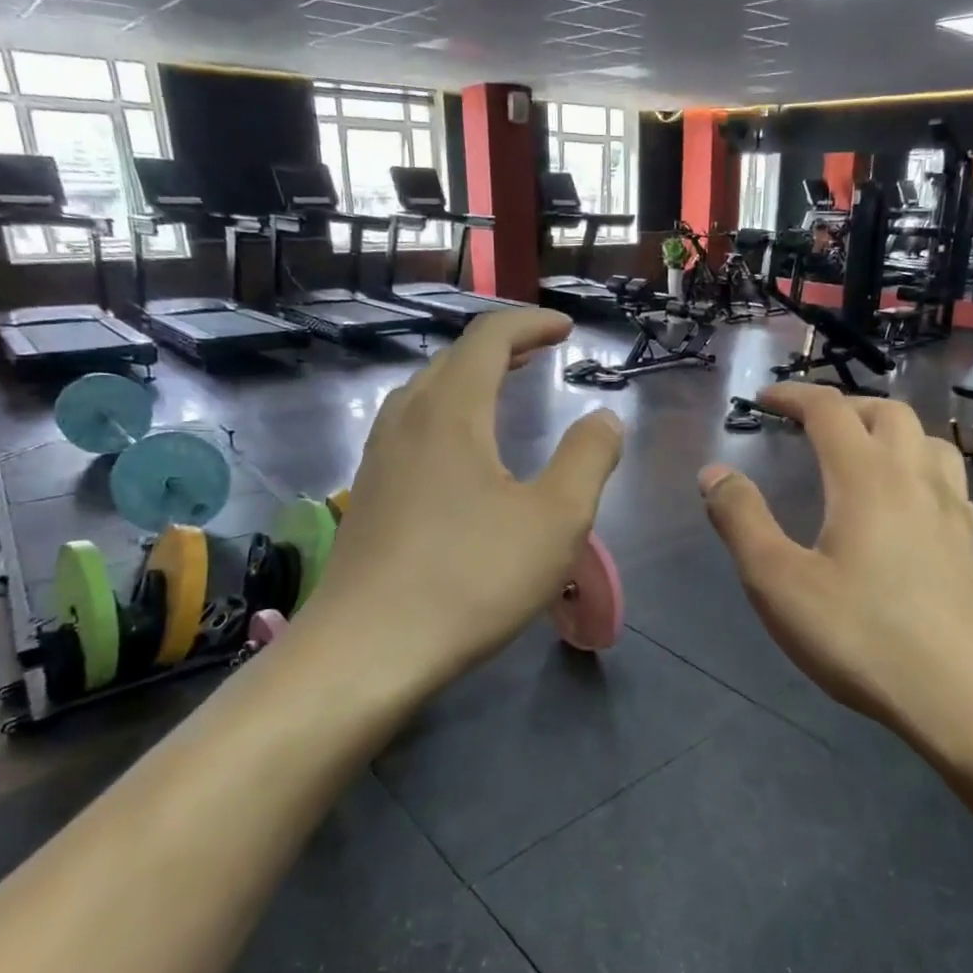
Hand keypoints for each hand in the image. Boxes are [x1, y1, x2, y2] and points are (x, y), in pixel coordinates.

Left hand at [308, 310, 622, 693]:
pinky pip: (410, 430)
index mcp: (452, 412)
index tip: (565, 328)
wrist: (369, 649)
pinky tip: (458, 455)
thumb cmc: (472, 578)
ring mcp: (379, 459)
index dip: (530, 324)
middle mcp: (407, 421)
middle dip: (501, 347)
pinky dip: (445, 416)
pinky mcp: (367, 496)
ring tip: (500, 392)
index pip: (489, 338)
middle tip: (539, 353)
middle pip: (453, 360)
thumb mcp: (556, 519)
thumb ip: (588, 458)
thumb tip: (605, 418)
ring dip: (467, 380)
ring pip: (424, 394)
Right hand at [700, 384, 972, 768]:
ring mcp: (954, 511)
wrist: (965, 695)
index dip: (794, 396)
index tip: (764, 399)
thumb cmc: (862, 636)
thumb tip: (714, 472)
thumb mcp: (779, 582)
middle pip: (888, 413)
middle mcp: (916, 479)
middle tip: (812, 425)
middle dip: (845, 406)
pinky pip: (949, 482)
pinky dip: (920, 470)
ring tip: (864, 453)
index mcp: (866, 477)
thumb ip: (742, 520)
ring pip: (929, 441)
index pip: (830, 410)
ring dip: (891, 431)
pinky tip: (908, 506)